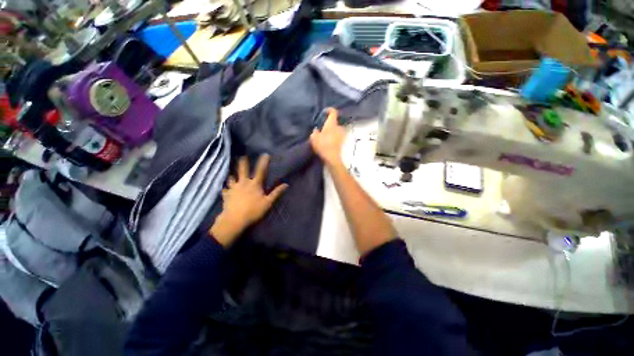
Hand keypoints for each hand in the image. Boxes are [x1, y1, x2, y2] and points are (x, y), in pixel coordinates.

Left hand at [210, 155, 287, 246]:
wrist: (235, 218)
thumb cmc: (253, 211)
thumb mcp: (267, 203)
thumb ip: (276, 193)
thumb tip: (286, 184)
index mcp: (254, 184)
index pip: (260, 170)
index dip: (263, 162)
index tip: (265, 154)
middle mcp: (243, 183)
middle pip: (242, 170)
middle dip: (242, 162)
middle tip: (242, 157)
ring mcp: (233, 188)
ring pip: (231, 178)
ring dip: (232, 176)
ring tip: (231, 174)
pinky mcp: (226, 194)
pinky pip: (225, 189)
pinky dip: (225, 189)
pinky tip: (225, 189)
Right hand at [310, 108, 345, 166]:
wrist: (332, 158)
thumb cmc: (323, 145)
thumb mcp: (314, 138)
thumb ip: (315, 132)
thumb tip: (317, 130)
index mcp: (332, 124)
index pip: (333, 112)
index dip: (330, 110)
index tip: (325, 111)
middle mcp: (339, 127)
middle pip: (334, 121)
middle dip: (329, 123)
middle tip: (322, 126)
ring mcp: (342, 134)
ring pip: (336, 129)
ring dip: (331, 130)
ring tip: (324, 134)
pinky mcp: (342, 141)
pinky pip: (337, 135)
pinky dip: (333, 136)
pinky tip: (327, 141)